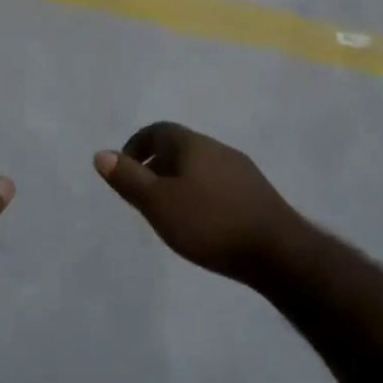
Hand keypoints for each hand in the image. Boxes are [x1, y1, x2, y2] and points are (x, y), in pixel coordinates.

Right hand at [94, 123, 305, 281]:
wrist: (280, 253)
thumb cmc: (210, 223)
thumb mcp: (158, 203)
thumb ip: (129, 179)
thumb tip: (101, 154)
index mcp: (193, 144)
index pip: (157, 130)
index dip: (136, 145)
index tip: (124, 170)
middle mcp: (218, 149)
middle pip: (179, 147)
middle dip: (156, 165)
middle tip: (142, 194)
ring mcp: (242, 171)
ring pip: (200, 167)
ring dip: (179, 181)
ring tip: (170, 211)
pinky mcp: (258, 195)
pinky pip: (218, 185)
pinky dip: (201, 195)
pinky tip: (203, 223)